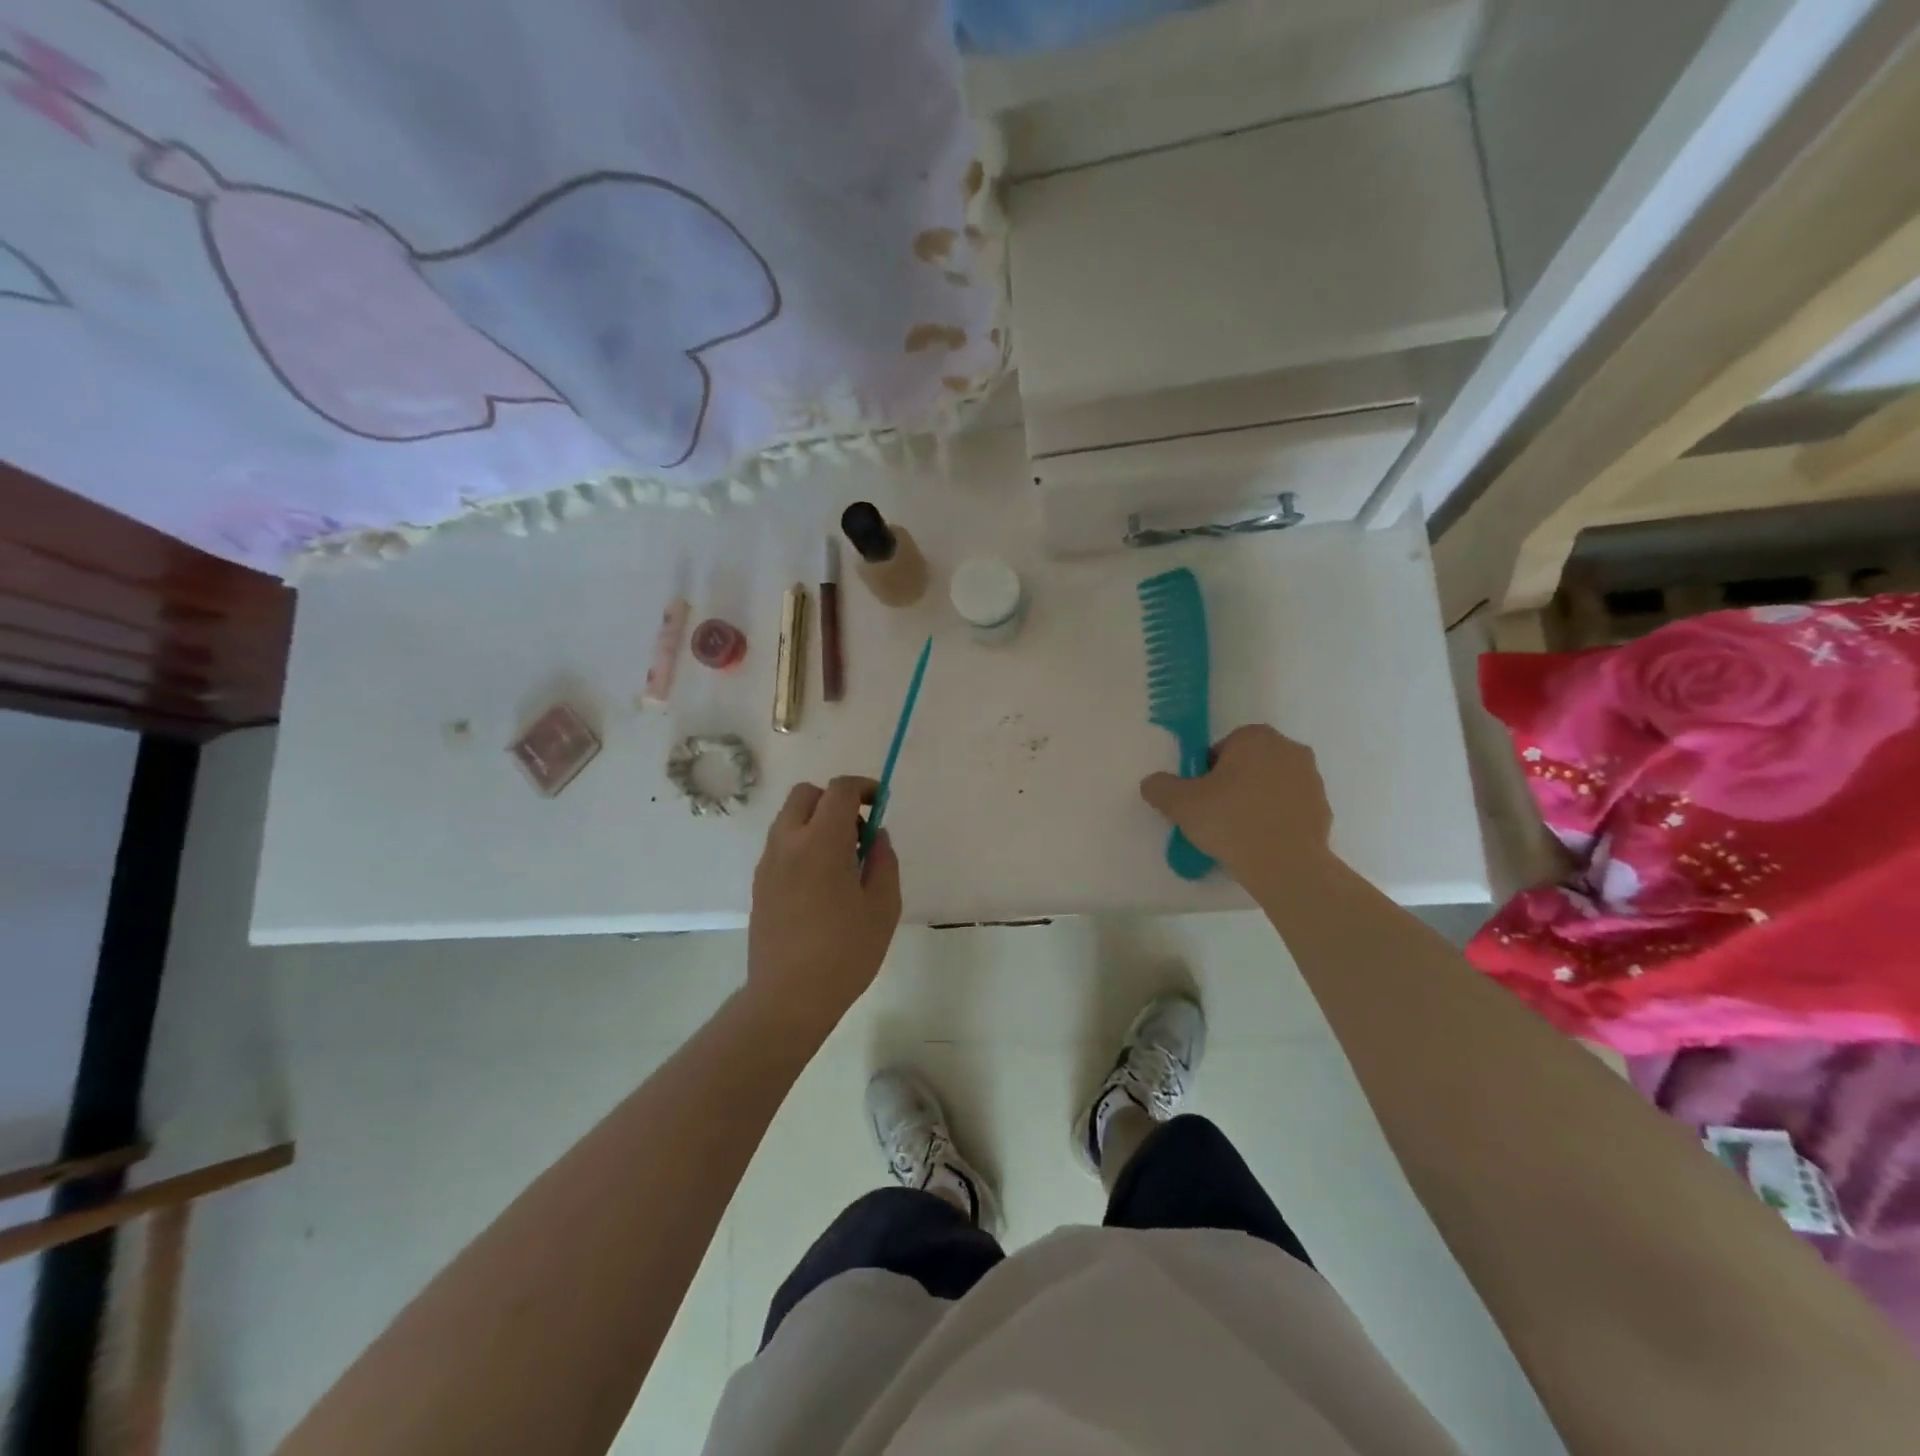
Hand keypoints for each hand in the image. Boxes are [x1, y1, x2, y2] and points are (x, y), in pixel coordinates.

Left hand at [746, 776, 902, 1037]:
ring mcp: (768, 863)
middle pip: (806, 794)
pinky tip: (821, 882)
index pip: (840, 790)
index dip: (865, 788)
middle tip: (858, 830)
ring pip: (790, 818)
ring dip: (816, 821)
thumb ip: (883, 861)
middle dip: (835, 799)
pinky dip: (802, 843)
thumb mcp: (883, 907)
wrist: (788, 998)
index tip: (881, 804)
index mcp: (822, 842)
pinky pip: (781, 844)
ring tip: (841, 860)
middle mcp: (788, 842)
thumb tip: (875, 836)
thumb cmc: (845, 953)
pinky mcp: (759, 884)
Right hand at [1140, 724, 1333, 882]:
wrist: (1287, 866)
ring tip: (1238, 833)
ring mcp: (1311, 779)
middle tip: (1215, 816)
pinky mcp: (1323, 808)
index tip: (1201, 799)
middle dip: (1232, 784)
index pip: (1221, 749)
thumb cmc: (1232, 823)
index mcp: (1255, 738)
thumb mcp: (1180, 804)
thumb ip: (1160, 787)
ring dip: (1255, 801)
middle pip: (1247, 764)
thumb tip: (1153, 783)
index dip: (1206, 774)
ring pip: (1270, 785)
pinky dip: (1275, 819)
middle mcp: (1289, 749)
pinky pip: (1289, 808)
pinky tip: (1261, 843)